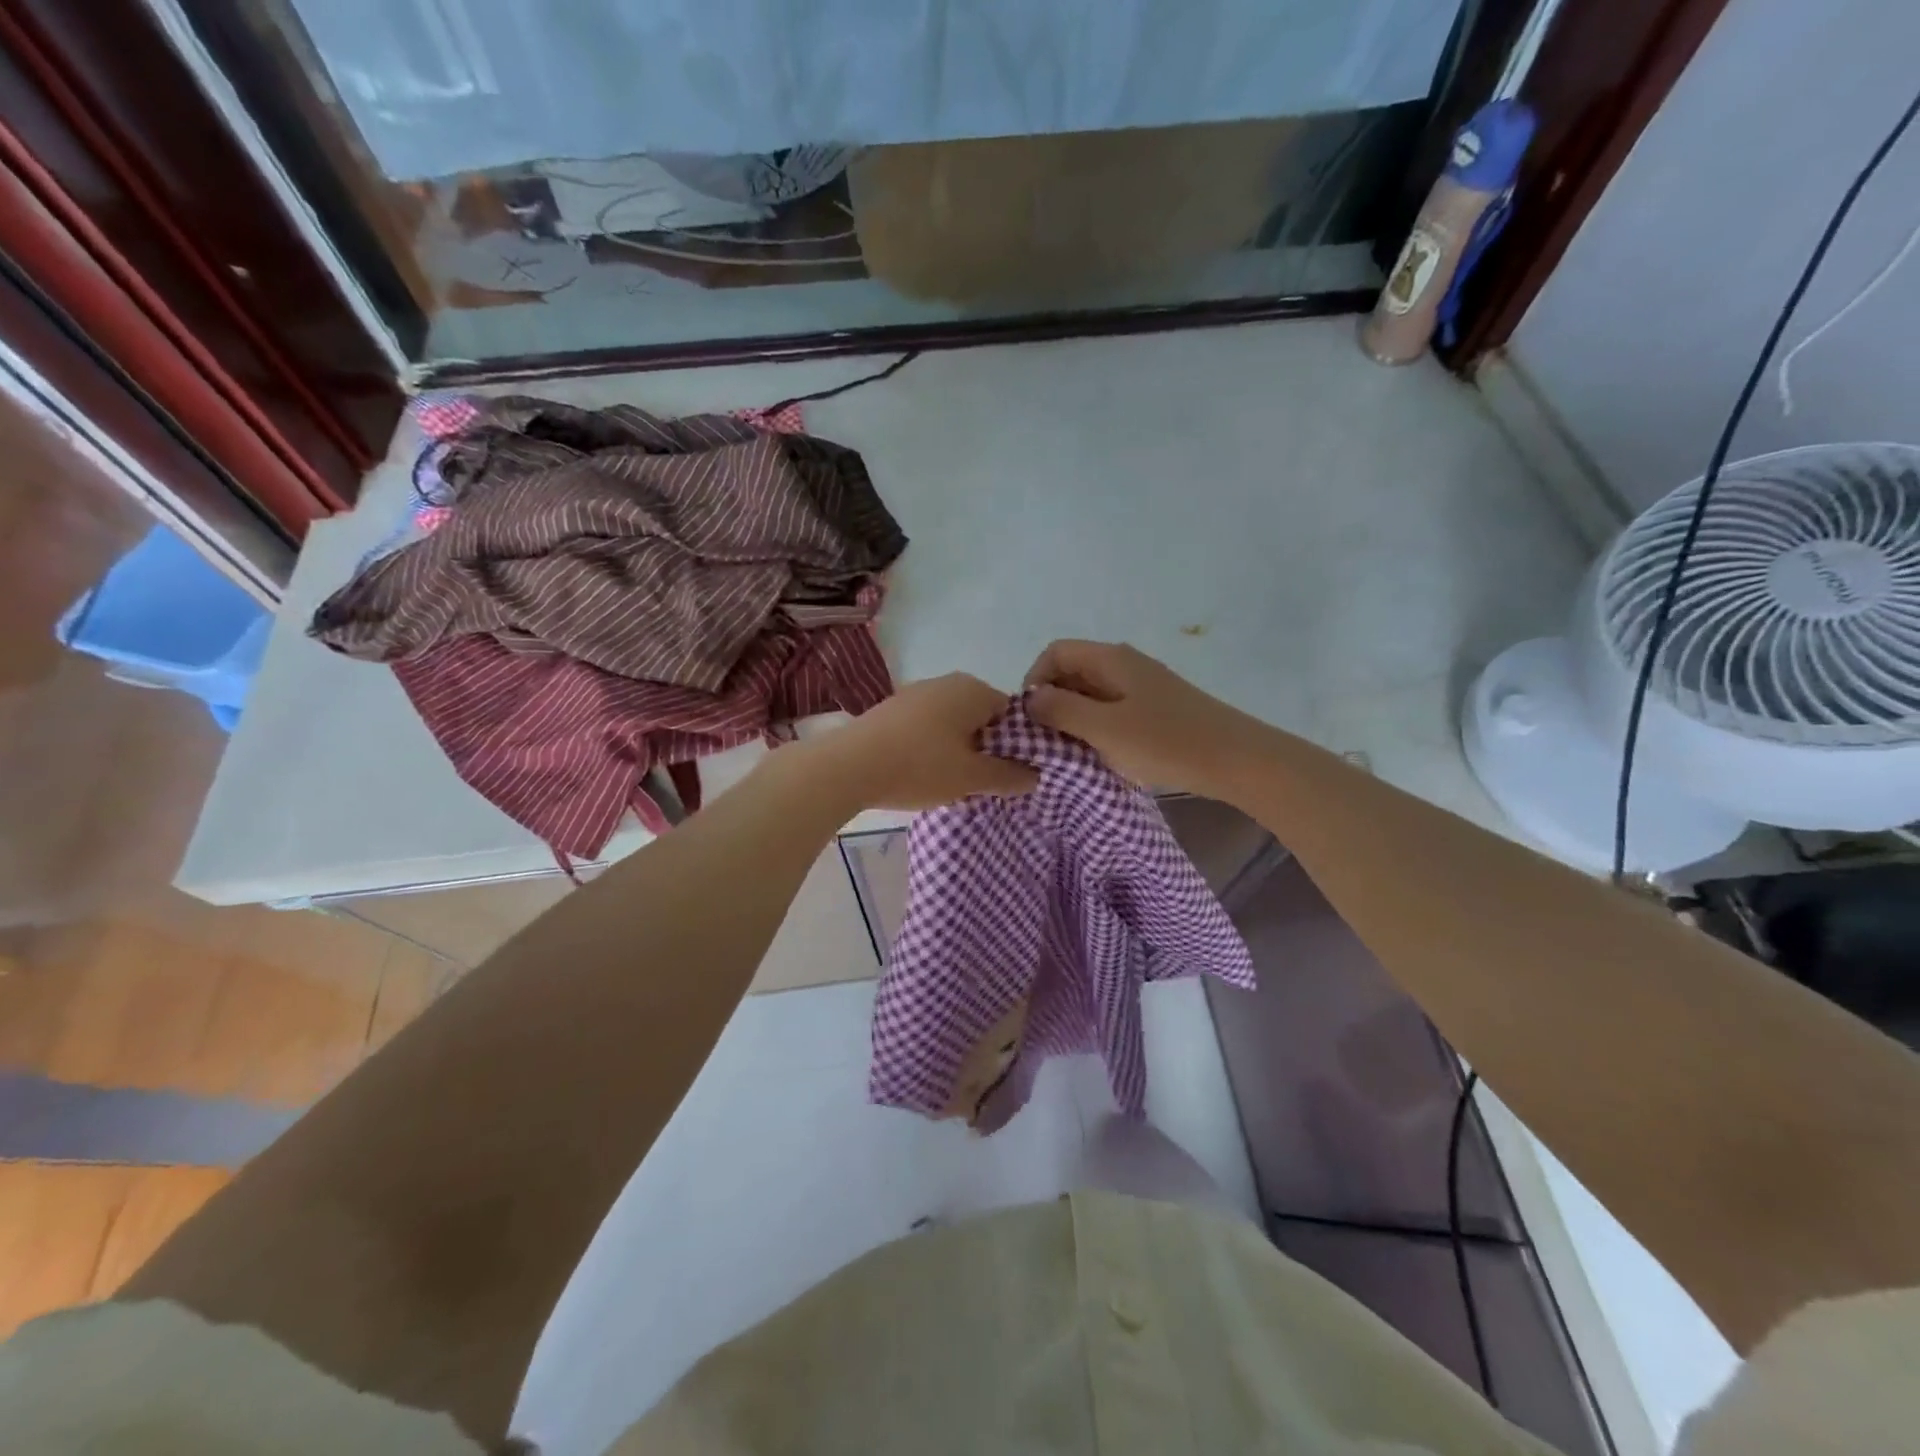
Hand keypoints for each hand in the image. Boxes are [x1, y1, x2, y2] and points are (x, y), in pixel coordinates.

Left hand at [820, 673, 1037, 810]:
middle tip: (985, 782)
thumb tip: (1035, 775)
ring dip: (959, 748)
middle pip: (982, 716)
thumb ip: (1007, 776)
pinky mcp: (893, 709)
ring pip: (954, 722)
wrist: (847, 767)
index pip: (1012, 714)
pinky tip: (924, 771)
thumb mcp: (971, 778)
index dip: (1017, 745)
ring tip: (954, 782)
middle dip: (987, 747)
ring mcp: (916, 692)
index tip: (1011, 774)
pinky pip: (928, 726)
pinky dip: (934, 746)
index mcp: (973, 689)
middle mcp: (947, 682)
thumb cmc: (919, 766)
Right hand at [1024, 640, 1263, 796]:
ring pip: (1093, 693)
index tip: (1032, 719)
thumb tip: (1030, 699)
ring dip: (1076, 719)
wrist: (1236, 760)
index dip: (1035, 680)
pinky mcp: (1157, 709)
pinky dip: (1099, 728)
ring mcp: (1144, 686)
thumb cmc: (1165, 741)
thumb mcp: (1104, 728)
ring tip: (1072, 752)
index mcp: (1111, 658)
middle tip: (1047, 741)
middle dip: (1053, 702)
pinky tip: (1104, 755)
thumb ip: (1061, 710)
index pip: (1056, 652)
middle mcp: (1126, 664)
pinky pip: (1114, 710)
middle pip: (1073, 671)